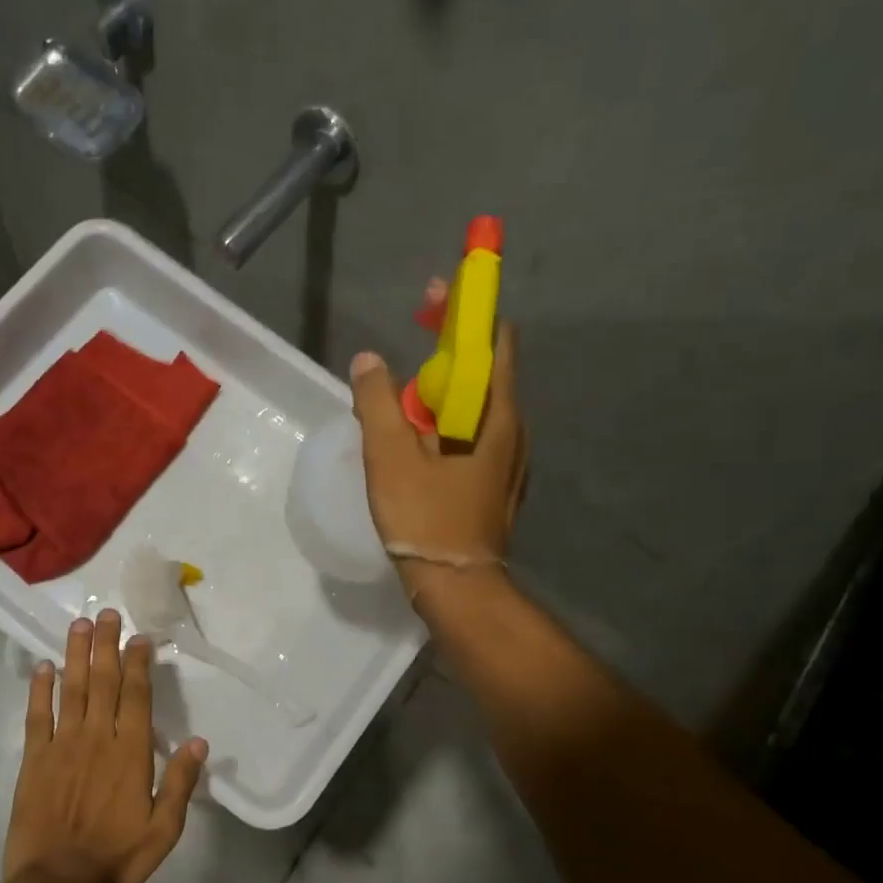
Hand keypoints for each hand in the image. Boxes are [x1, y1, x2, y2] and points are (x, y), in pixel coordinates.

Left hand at [3, 610, 208, 882]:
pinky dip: (39, 690)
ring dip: (76, 655)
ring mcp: (63, 746)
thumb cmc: (117, 858)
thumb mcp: (164, 829)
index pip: (136, 695)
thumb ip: (180, 783)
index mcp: (130, 752)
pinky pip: (37, 717)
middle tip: (108, 614)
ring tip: (80, 625)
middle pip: (103, 682)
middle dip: (107, 645)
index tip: (140, 636)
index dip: (138, 663)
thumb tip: (199, 742)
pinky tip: (42, 667)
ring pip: (72, 690)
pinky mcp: (35, 760)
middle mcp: (97, 738)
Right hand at [348, 295, 526, 590]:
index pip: (491, 338)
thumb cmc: (425, 518)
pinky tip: (419, 442)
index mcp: (493, 413)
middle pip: (485, 369)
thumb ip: (377, 403)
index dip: (465, 309)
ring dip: (444, 389)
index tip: (433, 296)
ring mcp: (509, 458)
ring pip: (477, 406)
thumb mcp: (389, 457)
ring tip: (403, 401)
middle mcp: (513, 428)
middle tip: (405, 349)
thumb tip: (369, 361)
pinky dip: (448, 422)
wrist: (458, 586)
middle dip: (447, 349)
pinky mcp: (497, 482)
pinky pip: (475, 435)